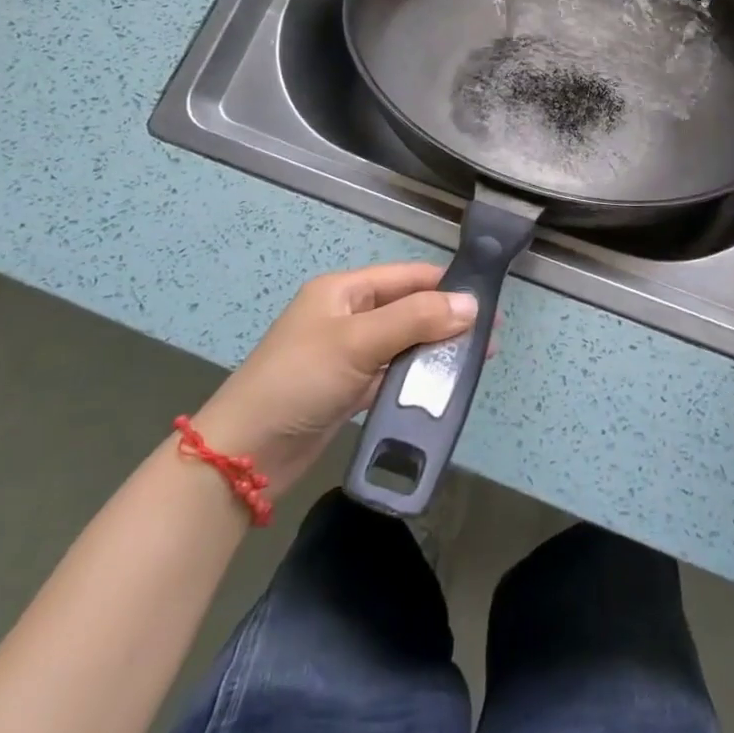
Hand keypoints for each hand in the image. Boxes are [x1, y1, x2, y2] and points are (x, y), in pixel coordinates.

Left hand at [190, 263, 476, 497]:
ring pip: (403, 342)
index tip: (489, 301)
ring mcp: (347, 354)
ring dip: (435, 349)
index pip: (407, 277)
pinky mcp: (348, 389)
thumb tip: (472, 304)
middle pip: (408, 308)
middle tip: (490, 337)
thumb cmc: (299, 381)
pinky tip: (443, 386)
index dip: (447, 285)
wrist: (243, 456)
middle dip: (447, 320)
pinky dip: (416, 377)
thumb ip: (416, 319)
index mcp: (343, 290)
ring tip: (475, 361)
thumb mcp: (358, 342)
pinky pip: (392, 374)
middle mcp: (347, 315)